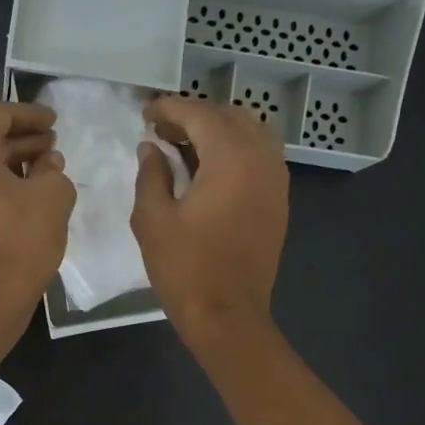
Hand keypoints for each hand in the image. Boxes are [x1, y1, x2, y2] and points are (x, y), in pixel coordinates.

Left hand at [0, 101, 73, 305]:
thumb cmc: (21, 239)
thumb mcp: (53, 195)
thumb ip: (52, 168)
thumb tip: (46, 164)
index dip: (30, 115)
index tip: (55, 122)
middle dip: (20, 140)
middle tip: (51, 146)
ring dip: (7, 164)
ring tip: (41, 171)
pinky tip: (20, 196)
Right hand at [131, 97, 287, 345]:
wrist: (227, 316)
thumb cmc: (185, 269)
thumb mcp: (153, 220)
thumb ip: (151, 175)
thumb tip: (151, 149)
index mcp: (231, 158)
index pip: (200, 115)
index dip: (170, 109)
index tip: (146, 113)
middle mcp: (262, 159)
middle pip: (230, 117)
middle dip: (195, 117)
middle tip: (162, 131)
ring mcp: (276, 181)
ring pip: (251, 134)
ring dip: (218, 132)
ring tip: (186, 147)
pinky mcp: (278, 202)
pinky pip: (261, 158)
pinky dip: (235, 151)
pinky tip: (210, 171)